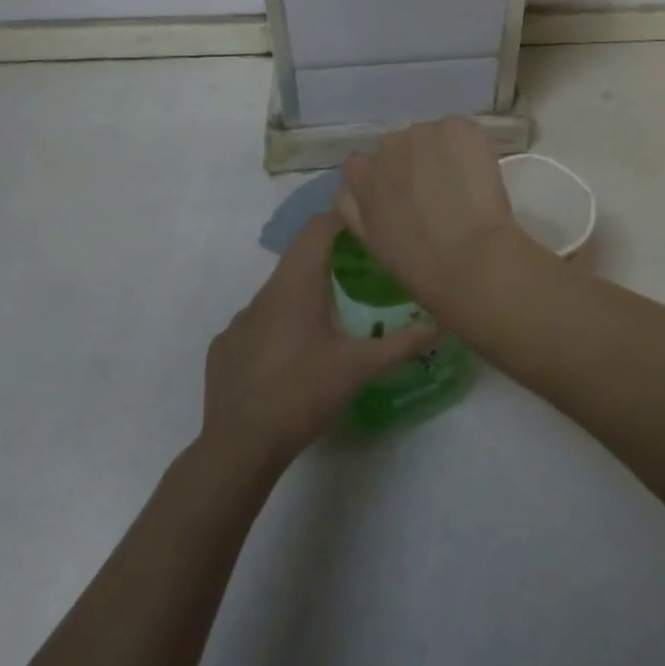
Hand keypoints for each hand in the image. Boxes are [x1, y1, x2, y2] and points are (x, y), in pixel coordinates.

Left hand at [202, 213, 435, 469]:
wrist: (237, 448)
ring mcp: (240, 321)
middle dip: (329, 255)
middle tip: (361, 268)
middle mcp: (264, 293)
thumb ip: (401, 343)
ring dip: (304, 292)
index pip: (317, 229)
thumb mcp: (359, 368)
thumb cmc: (302, 395)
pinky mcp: (225, 347)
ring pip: (277, 291)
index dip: (341, 217)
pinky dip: (279, 324)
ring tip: (331, 315)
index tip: (367, 223)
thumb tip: (439, 325)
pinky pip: (258, 322)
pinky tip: (293, 355)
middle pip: (298, 256)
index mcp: (296, 286)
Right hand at [336, 116, 522, 302]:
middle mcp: (387, 145)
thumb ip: (355, 205)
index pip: (363, 163)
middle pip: (400, 146)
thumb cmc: (418, 263)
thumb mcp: (370, 239)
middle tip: (437, 193)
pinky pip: (461, 132)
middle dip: (414, 163)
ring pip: (433, 137)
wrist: (470, 258)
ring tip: (461, 186)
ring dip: (442, 153)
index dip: (386, 178)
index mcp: (361, 175)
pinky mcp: (458, 127)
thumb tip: (353, 183)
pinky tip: (478, 175)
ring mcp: (424, 131)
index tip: (404, 196)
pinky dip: (469, 148)